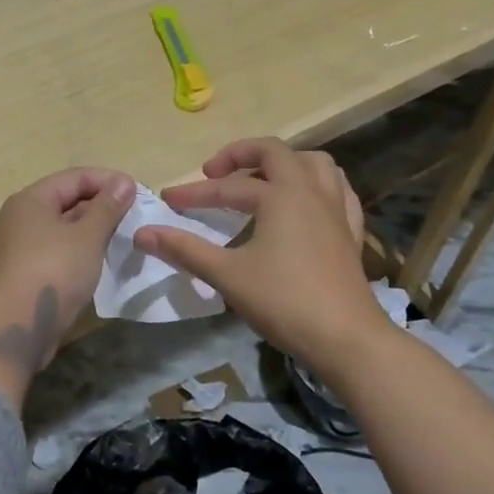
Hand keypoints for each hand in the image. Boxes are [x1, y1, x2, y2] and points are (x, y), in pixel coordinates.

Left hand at [0, 167, 136, 410]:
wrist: (16, 327)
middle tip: (133, 217)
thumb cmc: (53, 272)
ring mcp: (17, 247)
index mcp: (30, 200)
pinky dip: (77, 251)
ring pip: (60, 229)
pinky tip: (97, 262)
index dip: (108, 181)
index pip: (74, 177)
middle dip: (100, 206)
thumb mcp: (87, 236)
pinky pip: (54, 251)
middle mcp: (19, 218)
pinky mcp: (21, 273)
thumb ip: (107, 207)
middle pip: (65, 201)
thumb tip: (124, 182)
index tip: (138, 193)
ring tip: (121, 239)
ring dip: (90, 231)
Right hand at [134, 138, 387, 367]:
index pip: (227, 188)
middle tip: (214, 174)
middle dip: (240, 157)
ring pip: (314, 164)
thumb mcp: (227, 275)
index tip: (167, 200)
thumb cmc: (284, 301)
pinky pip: (337, 191)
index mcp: (281, 195)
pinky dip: (316, 186)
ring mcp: (337, 209)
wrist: (346, 338)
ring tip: (261, 181)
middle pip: (276, 154)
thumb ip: (184, 249)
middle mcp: (311, 191)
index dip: (193, 194)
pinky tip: (304, 204)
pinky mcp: (351, 231)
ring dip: (284, 164)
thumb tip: (142, 233)